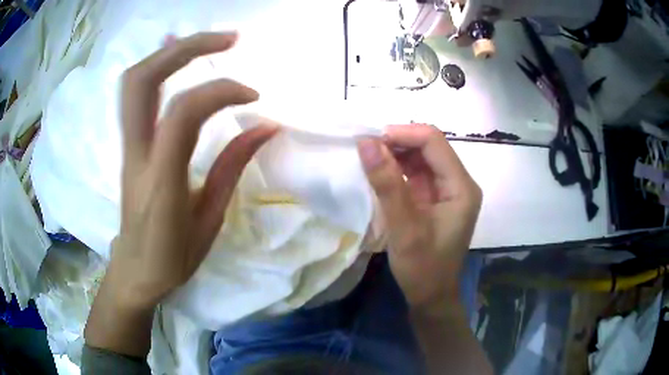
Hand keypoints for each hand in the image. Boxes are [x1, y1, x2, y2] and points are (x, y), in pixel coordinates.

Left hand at [85, 32, 276, 356]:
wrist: (135, 271)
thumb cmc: (173, 257)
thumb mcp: (209, 219)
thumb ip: (232, 167)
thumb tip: (266, 126)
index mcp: (160, 179)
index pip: (184, 113)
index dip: (221, 91)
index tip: (254, 97)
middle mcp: (136, 153)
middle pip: (143, 80)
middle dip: (186, 48)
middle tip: (228, 38)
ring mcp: (127, 145)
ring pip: (134, 81)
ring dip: (170, 52)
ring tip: (206, 42)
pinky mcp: (128, 144)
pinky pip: (135, 95)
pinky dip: (157, 67)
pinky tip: (175, 55)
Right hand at [357, 124, 481, 309]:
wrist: (431, 296)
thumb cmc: (422, 268)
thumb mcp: (404, 228)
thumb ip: (387, 184)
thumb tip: (366, 143)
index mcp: (461, 187)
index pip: (434, 142)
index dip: (402, 134)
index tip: (369, 141)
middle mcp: (458, 182)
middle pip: (429, 146)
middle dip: (397, 142)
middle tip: (365, 150)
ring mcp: (447, 190)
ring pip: (421, 157)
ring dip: (395, 154)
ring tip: (368, 159)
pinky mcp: (435, 198)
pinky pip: (416, 173)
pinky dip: (397, 169)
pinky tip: (379, 173)